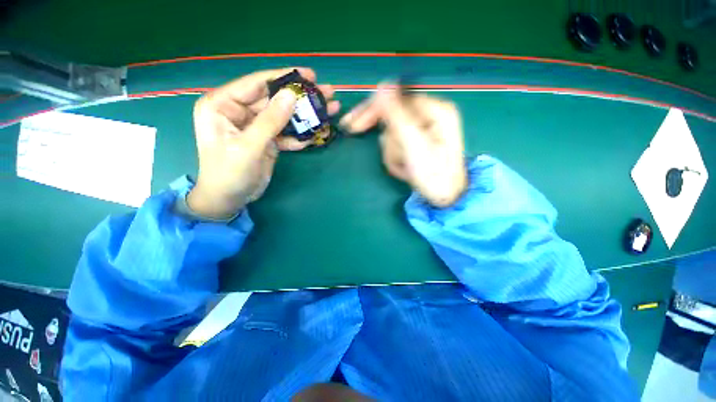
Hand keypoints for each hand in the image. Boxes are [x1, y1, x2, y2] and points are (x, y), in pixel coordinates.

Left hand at [188, 68, 339, 218]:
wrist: (229, 199)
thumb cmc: (229, 173)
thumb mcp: (249, 146)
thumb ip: (270, 121)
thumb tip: (292, 95)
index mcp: (223, 105)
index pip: (257, 84)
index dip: (284, 77)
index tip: (310, 75)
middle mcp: (239, 111)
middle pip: (275, 99)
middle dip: (301, 98)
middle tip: (327, 93)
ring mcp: (255, 126)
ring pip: (283, 116)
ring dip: (305, 116)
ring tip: (329, 110)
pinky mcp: (266, 140)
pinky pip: (285, 133)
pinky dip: (299, 136)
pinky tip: (314, 136)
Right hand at [340, 85, 466, 206]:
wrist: (446, 198)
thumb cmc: (433, 175)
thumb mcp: (414, 145)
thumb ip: (397, 115)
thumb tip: (382, 85)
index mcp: (435, 110)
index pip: (395, 98)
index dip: (372, 110)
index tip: (353, 125)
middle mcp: (430, 115)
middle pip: (394, 117)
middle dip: (386, 138)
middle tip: (359, 140)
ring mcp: (424, 131)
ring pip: (394, 135)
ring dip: (393, 153)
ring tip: (405, 169)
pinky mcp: (418, 144)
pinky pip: (398, 146)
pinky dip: (397, 159)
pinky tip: (405, 170)